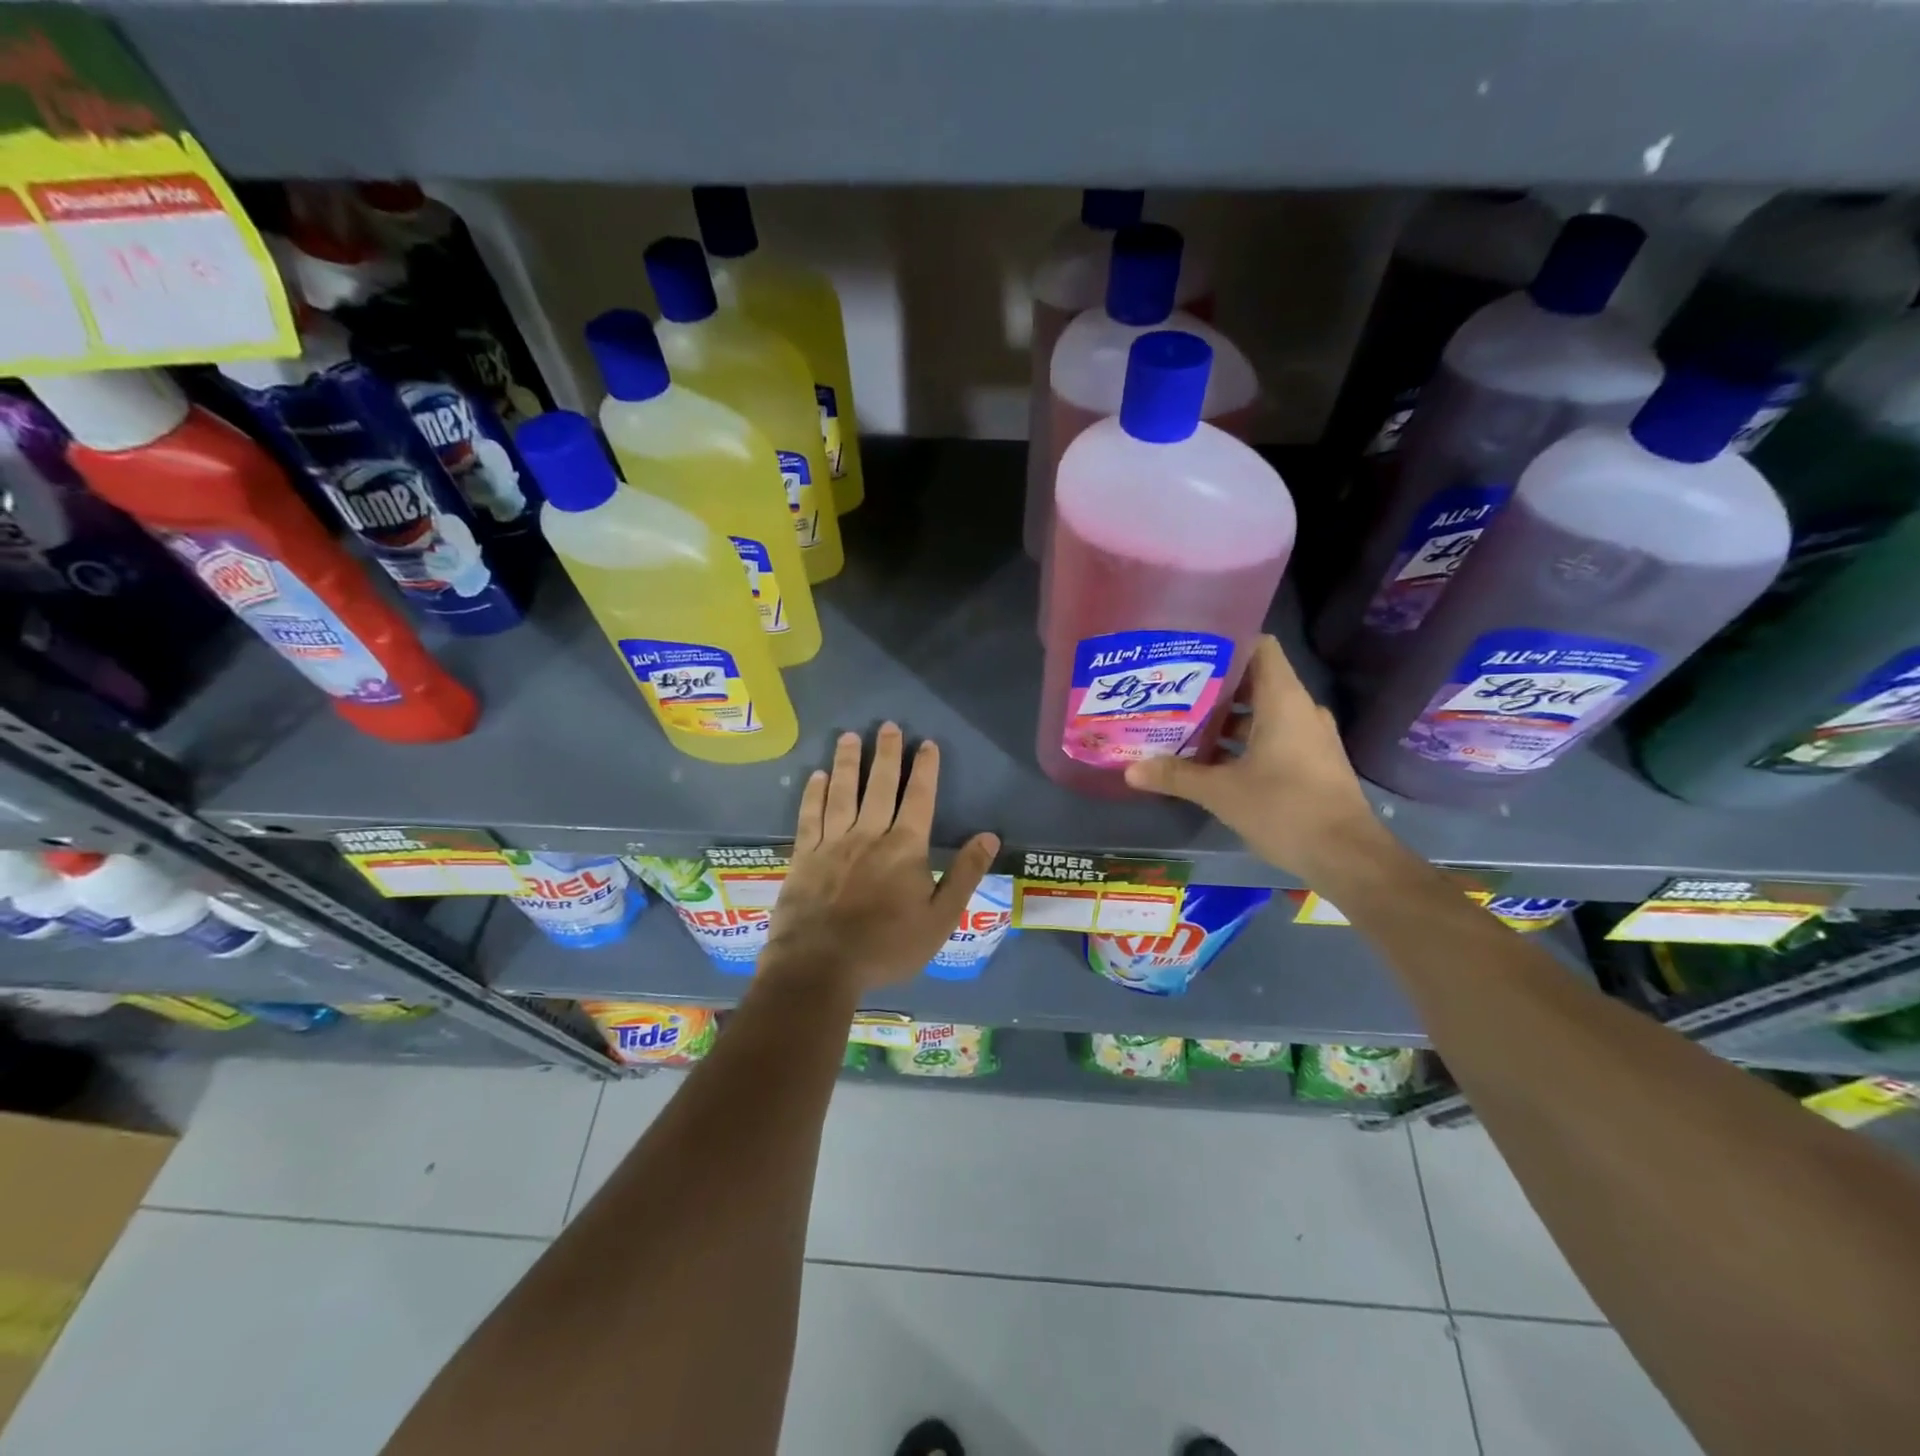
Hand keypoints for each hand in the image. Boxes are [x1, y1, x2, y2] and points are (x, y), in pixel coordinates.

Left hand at [762, 723, 999, 997]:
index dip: (925, 769)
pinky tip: (817, 775)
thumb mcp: (940, 918)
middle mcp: (869, 834)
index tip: (927, 743)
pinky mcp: (804, 855)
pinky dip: (814, 793)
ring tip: (850, 736)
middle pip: (880, 785)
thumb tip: (989, 836)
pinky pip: (810, 815)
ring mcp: (832, 842)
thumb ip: (965, 875)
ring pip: (842, 792)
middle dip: (886, 754)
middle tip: (889, 726)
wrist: (820, 966)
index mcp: (905, 848)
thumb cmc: (887, 947)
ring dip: (847, 762)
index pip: (919, 798)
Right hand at [1124, 635, 1391, 882]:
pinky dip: (1242, 743)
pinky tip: (1209, 761)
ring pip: (1261, 714)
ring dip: (1224, 720)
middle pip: (1254, 681)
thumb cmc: (1285, 809)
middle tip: (1171, 692)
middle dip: (1212, 687)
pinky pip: (1272, 738)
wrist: (1347, 857)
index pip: (1259, 647)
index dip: (1225, 643)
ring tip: (1182, 726)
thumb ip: (1176, 776)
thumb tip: (1130, 770)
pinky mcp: (1310, 763)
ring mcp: (1309, 737)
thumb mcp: (1221, 793)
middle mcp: (1300, 710)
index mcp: (1283, 701)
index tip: (1187, 653)